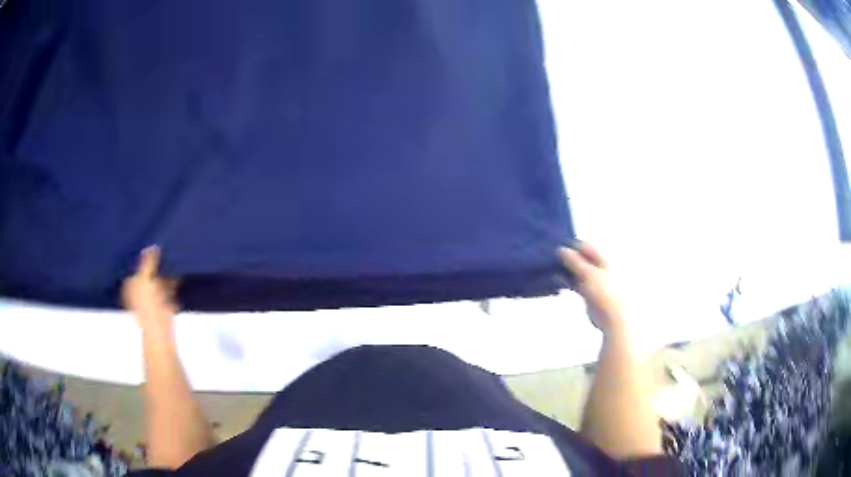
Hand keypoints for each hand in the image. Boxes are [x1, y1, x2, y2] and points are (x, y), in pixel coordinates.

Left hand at [122, 246, 178, 330]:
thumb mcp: (145, 278)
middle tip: (168, 253)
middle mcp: (138, 292)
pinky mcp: (163, 308)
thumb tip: (152, 246)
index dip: (146, 258)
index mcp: (130, 285)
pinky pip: (168, 292)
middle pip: (148, 274)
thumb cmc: (148, 305)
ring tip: (175, 263)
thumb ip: (148, 261)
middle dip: (158, 267)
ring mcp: (151, 301)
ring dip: (167, 275)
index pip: (137, 267)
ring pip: (159, 283)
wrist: (160, 332)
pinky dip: (173, 285)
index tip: (157, 248)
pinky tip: (179, 277)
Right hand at [559, 243, 626, 335]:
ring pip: (577, 271)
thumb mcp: (588, 273)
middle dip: (568, 258)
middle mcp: (599, 268)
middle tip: (553, 259)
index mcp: (603, 259)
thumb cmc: (606, 293)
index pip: (586, 246)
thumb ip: (574, 261)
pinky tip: (558, 280)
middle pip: (581, 258)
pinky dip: (567, 281)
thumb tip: (562, 250)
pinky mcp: (588, 293)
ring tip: (553, 269)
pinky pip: (576, 283)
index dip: (572, 246)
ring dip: (566, 270)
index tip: (558, 249)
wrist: (613, 317)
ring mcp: (594, 281)